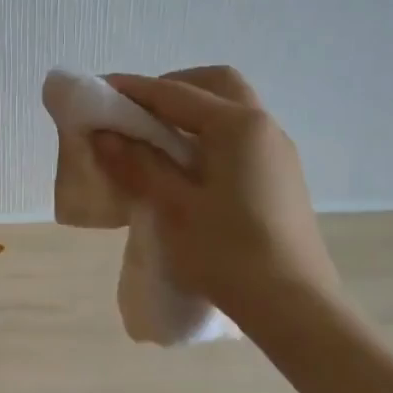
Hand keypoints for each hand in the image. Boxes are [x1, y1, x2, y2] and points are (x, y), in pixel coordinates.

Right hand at [92, 67, 343, 317]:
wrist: (294, 307)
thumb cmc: (228, 253)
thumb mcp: (173, 207)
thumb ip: (137, 164)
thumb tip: (104, 134)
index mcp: (237, 126)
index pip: (175, 93)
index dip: (133, 89)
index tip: (98, 89)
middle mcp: (263, 127)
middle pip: (215, 85)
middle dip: (172, 88)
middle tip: (137, 111)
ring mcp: (277, 153)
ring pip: (230, 110)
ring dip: (191, 112)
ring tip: (154, 140)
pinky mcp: (280, 178)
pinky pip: (238, 137)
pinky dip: (208, 135)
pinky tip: (185, 168)